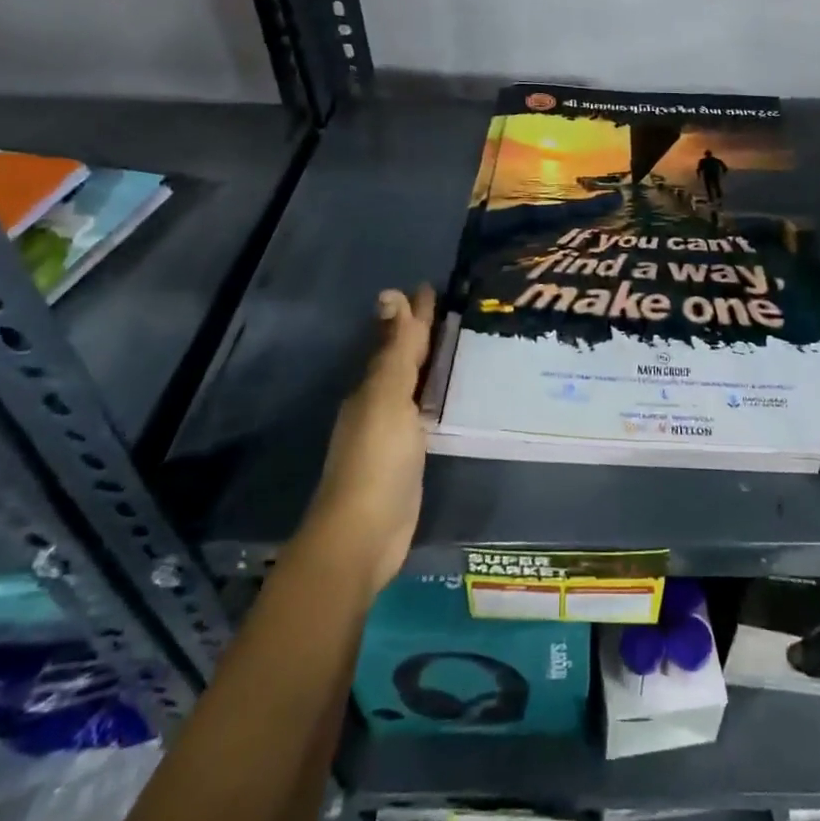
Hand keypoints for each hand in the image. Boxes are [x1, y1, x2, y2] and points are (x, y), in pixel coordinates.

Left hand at [307, 286, 434, 596]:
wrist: (363, 535)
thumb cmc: (377, 459)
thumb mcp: (387, 397)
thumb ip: (395, 350)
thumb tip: (391, 294)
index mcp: (374, 384)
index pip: (398, 337)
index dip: (415, 313)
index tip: (431, 285)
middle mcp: (380, 402)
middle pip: (404, 358)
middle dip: (421, 332)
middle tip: (449, 307)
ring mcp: (393, 431)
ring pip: (414, 384)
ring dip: (429, 362)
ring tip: (456, 342)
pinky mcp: (408, 456)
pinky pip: (424, 412)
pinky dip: (435, 395)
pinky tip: (450, 395)